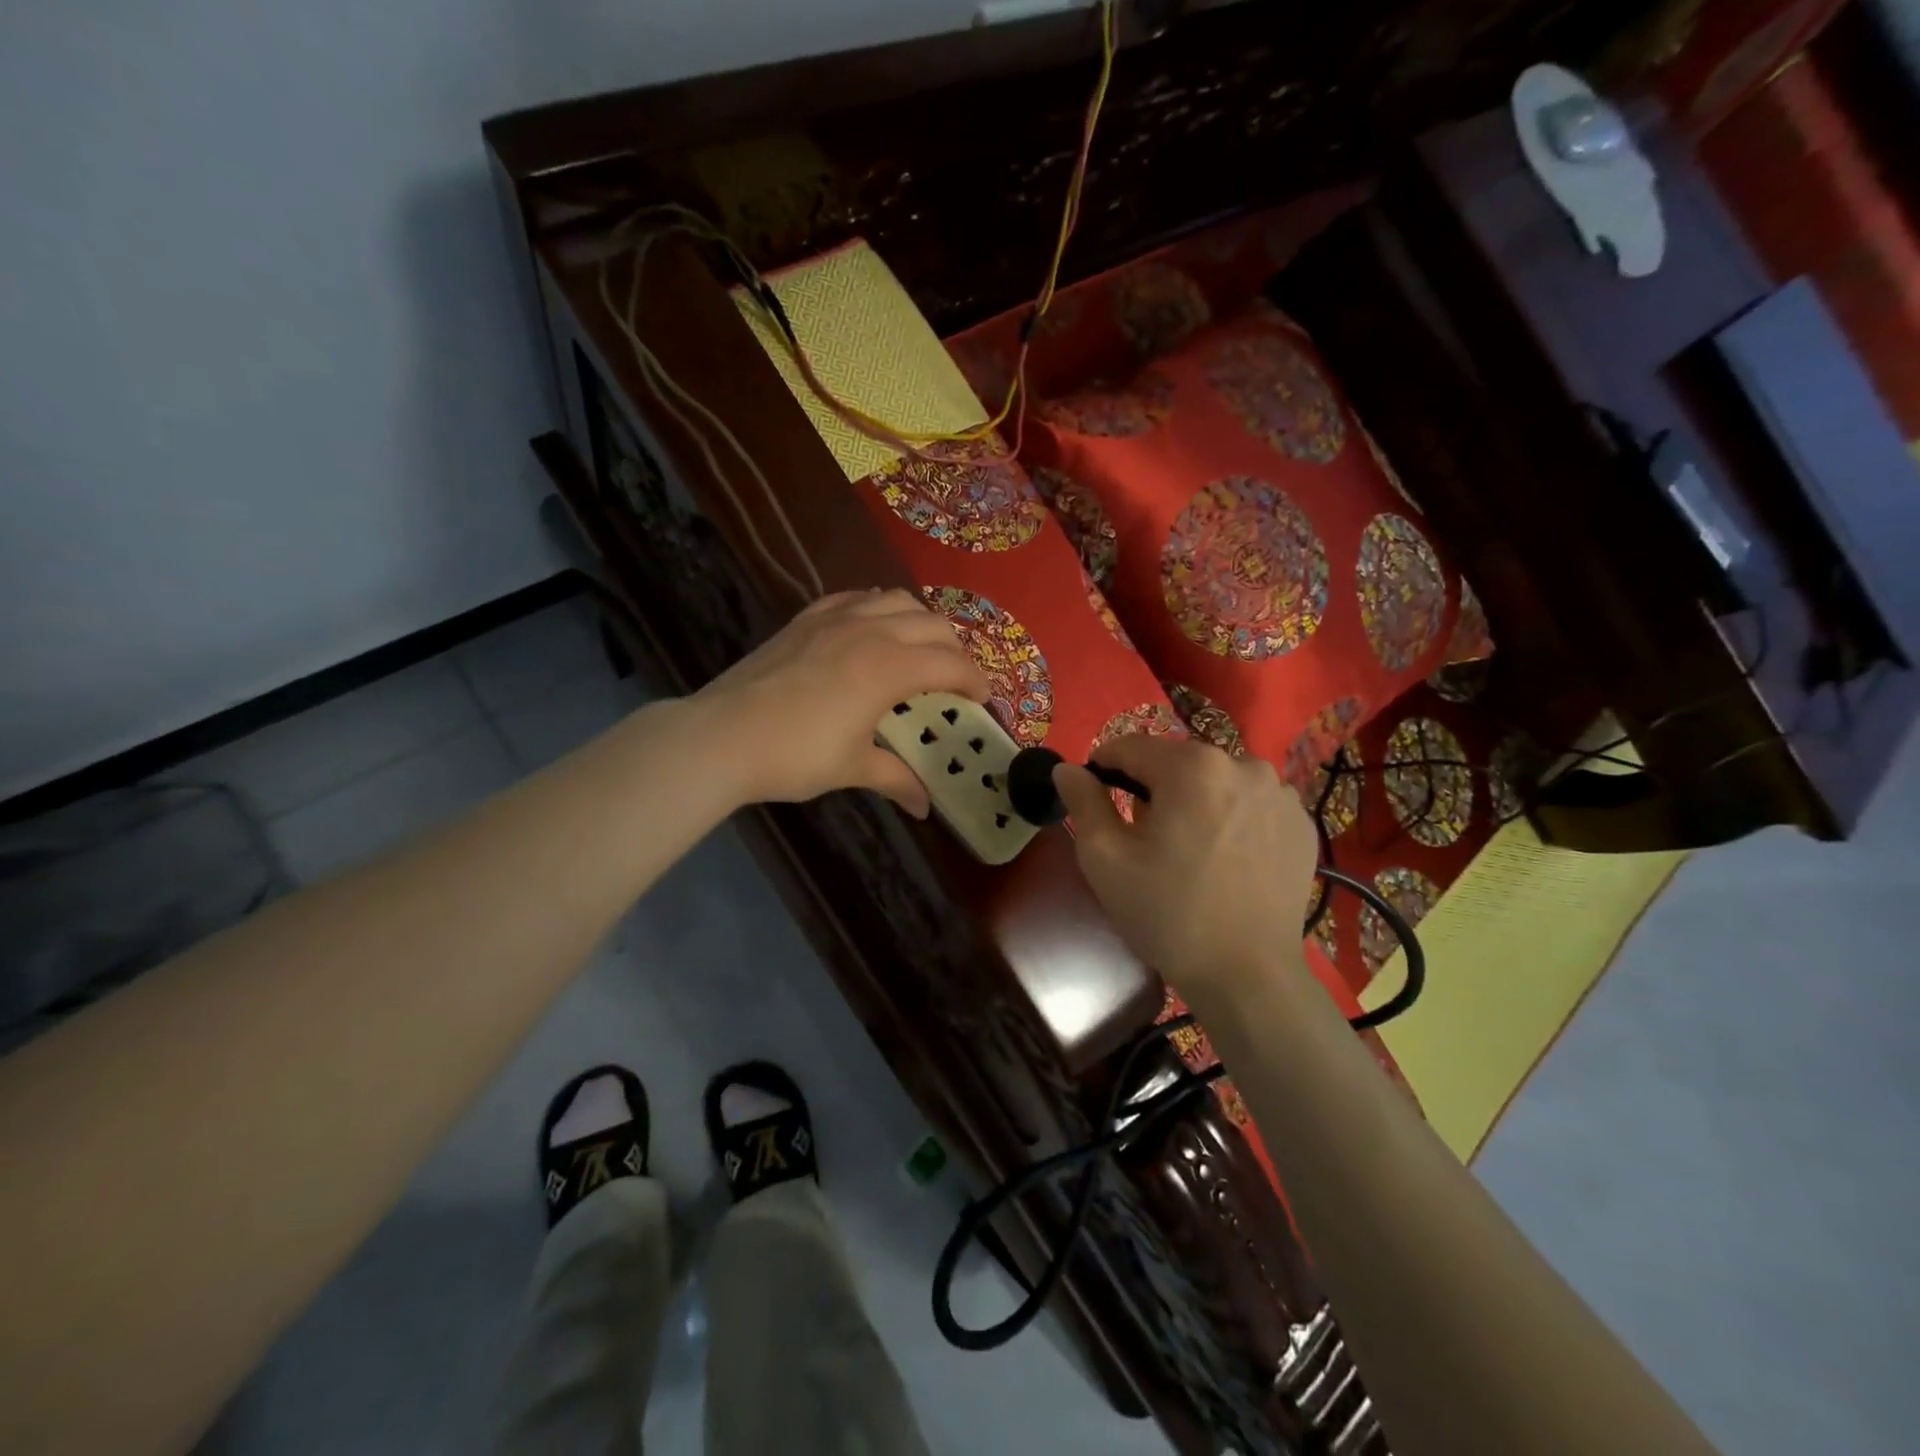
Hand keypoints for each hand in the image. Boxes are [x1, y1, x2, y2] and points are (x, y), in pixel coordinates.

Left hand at [694, 589, 990, 816]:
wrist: (722, 736)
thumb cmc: (795, 756)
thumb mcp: (852, 768)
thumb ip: (895, 778)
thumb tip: (924, 807)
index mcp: (889, 668)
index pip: (951, 663)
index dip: (975, 680)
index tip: (983, 700)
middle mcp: (870, 631)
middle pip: (932, 624)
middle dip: (954, 649)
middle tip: (955, 679)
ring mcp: (835, 618)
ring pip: (895, 600)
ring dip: (919, 621)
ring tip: (919, 648)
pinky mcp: (806, 618)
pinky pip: (855, 597)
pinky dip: (876, 607)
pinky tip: (872, 626)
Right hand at [1054, 734, 1319, 999]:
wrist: (1247, 976)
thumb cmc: (1167, 914)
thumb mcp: (1105, 858)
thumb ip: (1083, 802)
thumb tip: (1067, 769)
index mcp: (1192, 767)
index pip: (1130, 746)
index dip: (1103, 770)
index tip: (1097, 802)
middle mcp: (1243, 764)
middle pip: (1175, 762)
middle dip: (1153, 789)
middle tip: (1144, 839)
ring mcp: (1280, 793)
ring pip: (1215, 780)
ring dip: (1195, 801)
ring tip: (1190, 851)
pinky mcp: (1301, 822)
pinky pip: (1250, 803)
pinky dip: (1232, 818)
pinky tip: (1227, 859)